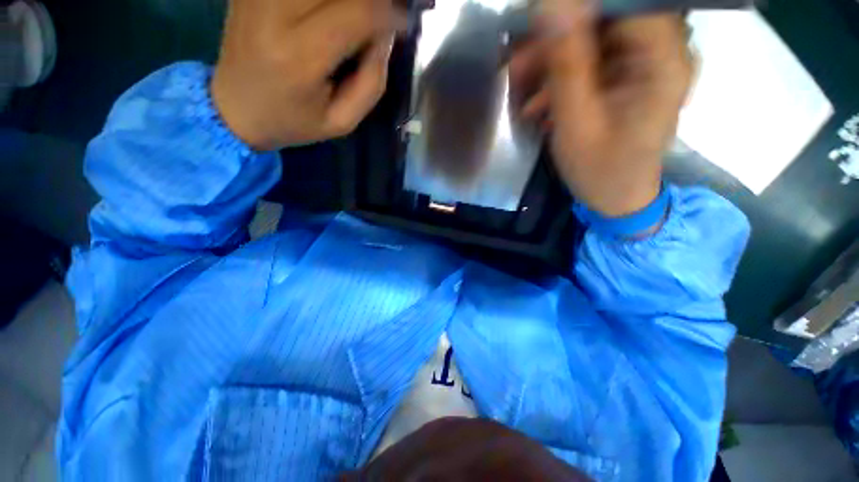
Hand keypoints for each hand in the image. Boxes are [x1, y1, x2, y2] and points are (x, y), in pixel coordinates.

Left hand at [211, 0, 404, 150]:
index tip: (405, 21)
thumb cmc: (294, 122)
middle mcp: (274, 12)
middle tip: (385, 13)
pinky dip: (325, 1)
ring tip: (362, 16)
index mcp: (299, 56)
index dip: (390, 11)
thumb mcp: (342, 122)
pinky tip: (336, 13)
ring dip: (350, 0)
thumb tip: (386, 34)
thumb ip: (372, 82)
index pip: (358, 12)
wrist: (235, 108)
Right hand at [511, 1, 691, 216]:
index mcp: (662, 60)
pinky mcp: (628, 78)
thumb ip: (567, 66)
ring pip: (594, 39)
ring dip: (553, 59)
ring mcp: (644, 65)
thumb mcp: (577, 123)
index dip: (577, 8)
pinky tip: (540, 101)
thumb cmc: (601, 169)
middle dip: (557, 37)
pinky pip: (592, 61)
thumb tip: (552, 6)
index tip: (537, 23)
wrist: (616, 197)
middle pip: (606, 18)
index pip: (626, 3)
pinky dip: (562, 76)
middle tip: (519, 63)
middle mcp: (661, 52)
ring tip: (522, 86)